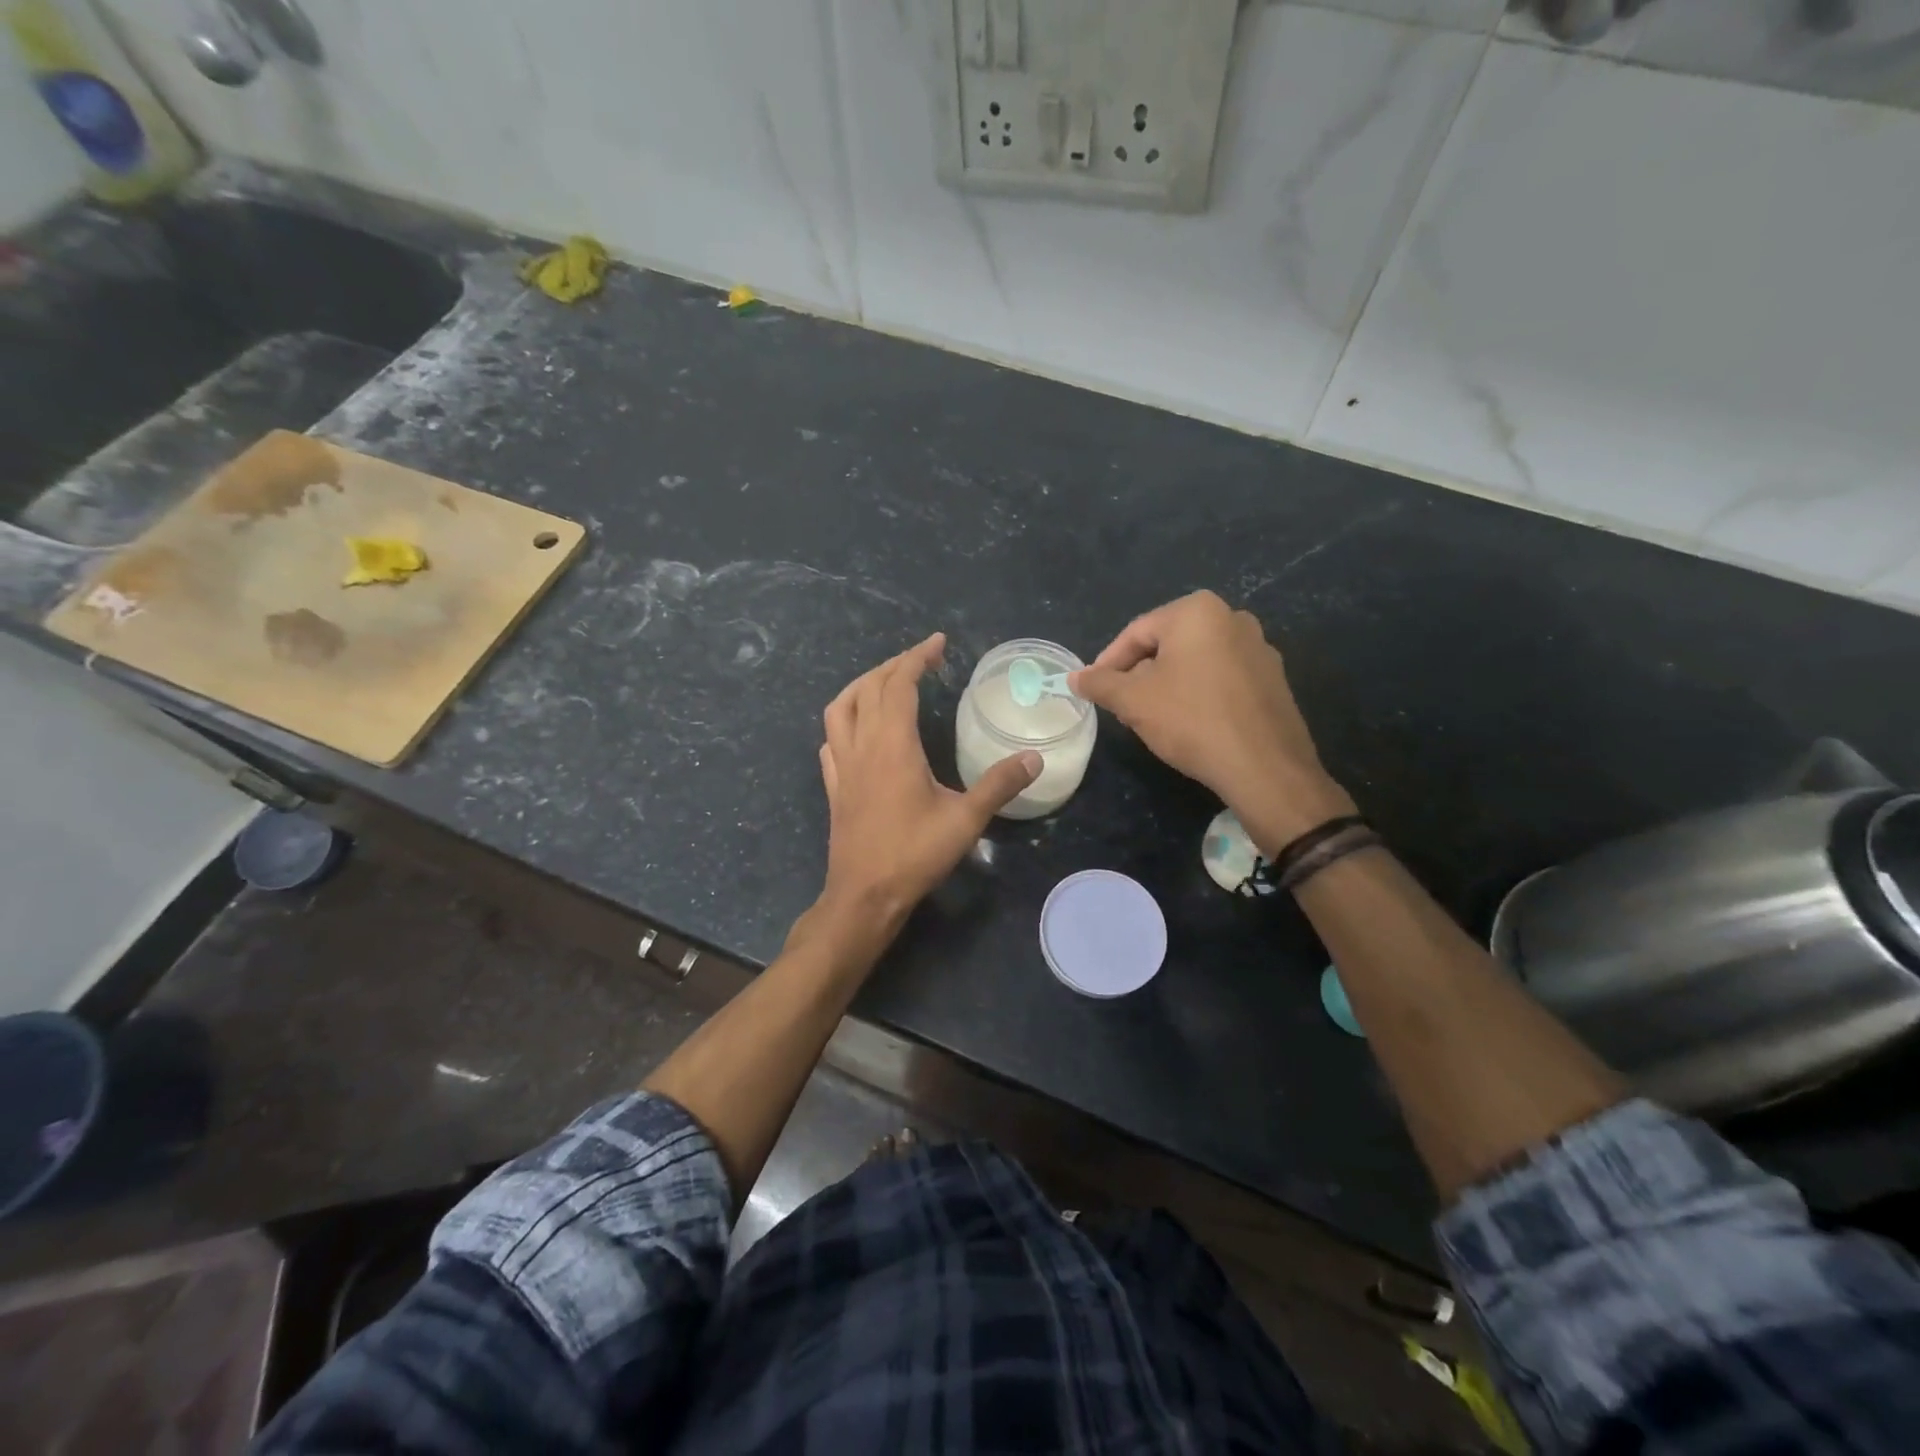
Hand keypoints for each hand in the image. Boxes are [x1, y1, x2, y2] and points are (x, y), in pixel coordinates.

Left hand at [807, 633, 1038, 949]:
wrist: (864, 896)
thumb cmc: (914, 855)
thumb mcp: (966, 821)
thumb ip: (999, 785)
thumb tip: (1034, 758)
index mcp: (893, 745)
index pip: (899, 685)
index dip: (917, 658)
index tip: (937, 643)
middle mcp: (862, 747)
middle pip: (868, 688)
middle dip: (893, 666)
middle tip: (921, 660)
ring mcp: (842, 767)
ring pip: (840, 709)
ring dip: (861, 686)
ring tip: (885, 682)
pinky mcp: (834, 787)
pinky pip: (831, 741)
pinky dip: (844, 722)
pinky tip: (858, 731)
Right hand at [1070, 591, 1354, 855]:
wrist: (1264, 766)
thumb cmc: (1191, 720)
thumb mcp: (1133, 701)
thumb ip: (1100, 683)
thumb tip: (1075, 677)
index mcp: (1197, 611)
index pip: (1136, 632)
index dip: (1108, 663)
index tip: (1094, 689)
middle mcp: (1232, 617)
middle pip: (1167, 644)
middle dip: (1139, 674)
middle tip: (1122, 706)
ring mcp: (1259, 648)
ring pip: (1195, 662)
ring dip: (1168, 684)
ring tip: (1152, 717)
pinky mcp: (1273, 679)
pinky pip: (1222, 678)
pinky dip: (1199, 693)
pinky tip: (1190, 724)